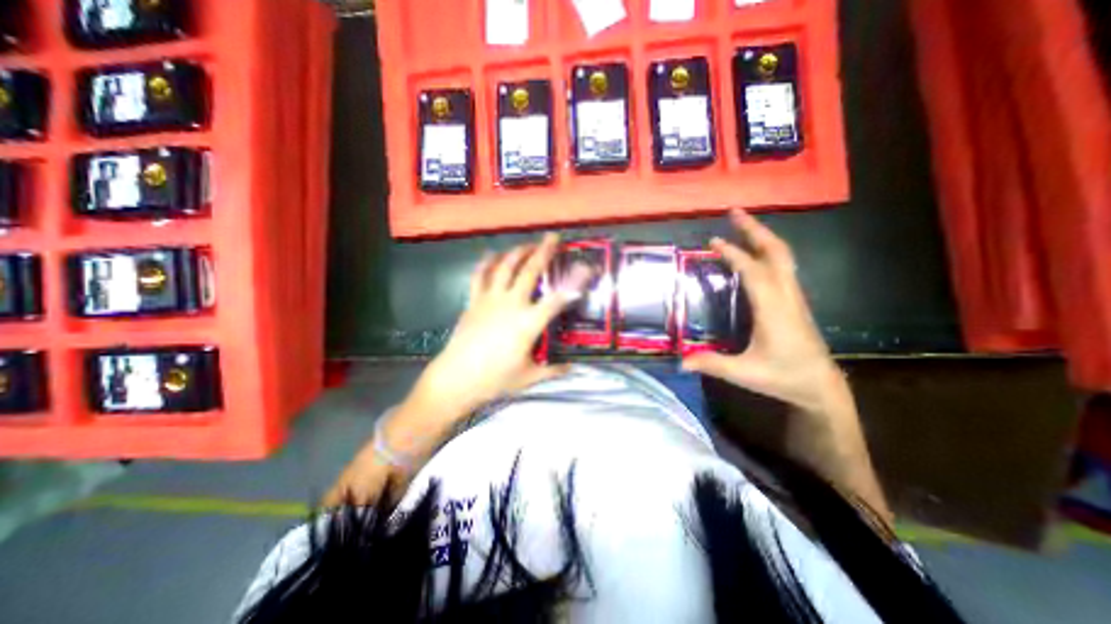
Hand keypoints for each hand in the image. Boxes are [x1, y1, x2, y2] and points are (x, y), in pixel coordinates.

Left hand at [412, 235, 589, 418]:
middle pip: (530, 271)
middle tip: (553, 237)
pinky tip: (492, 254)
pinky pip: (480, 275)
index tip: (586, 268)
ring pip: (505, 267)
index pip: (557, 299)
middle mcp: (511, 304)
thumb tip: (571, 368)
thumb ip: (552, 370)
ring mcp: (490, 299)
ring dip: (518, 252)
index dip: (574, 282)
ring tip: (528, 245)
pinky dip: (486, 262)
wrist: (456, 379)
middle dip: (544, 251)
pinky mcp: (473, 301)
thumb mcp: (528, 377)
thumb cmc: (495, 379)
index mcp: (528, 323)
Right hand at [681, 211, 846, 419]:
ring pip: (784, 257)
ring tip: (744, 225)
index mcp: (773, 309)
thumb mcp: (745, 373)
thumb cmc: (784, 377)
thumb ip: (712, 364)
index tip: (714, 241)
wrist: (821, 386)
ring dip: (763, 237)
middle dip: (755, 230)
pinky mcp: (794, 301)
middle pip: (776, 253)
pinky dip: (768, 251)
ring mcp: (794, 297)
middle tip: (735, 213)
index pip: (753, 272)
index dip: (734, 254)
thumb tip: (681, 361)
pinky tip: (755, 254)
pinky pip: (783, 267)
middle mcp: (786, 296)